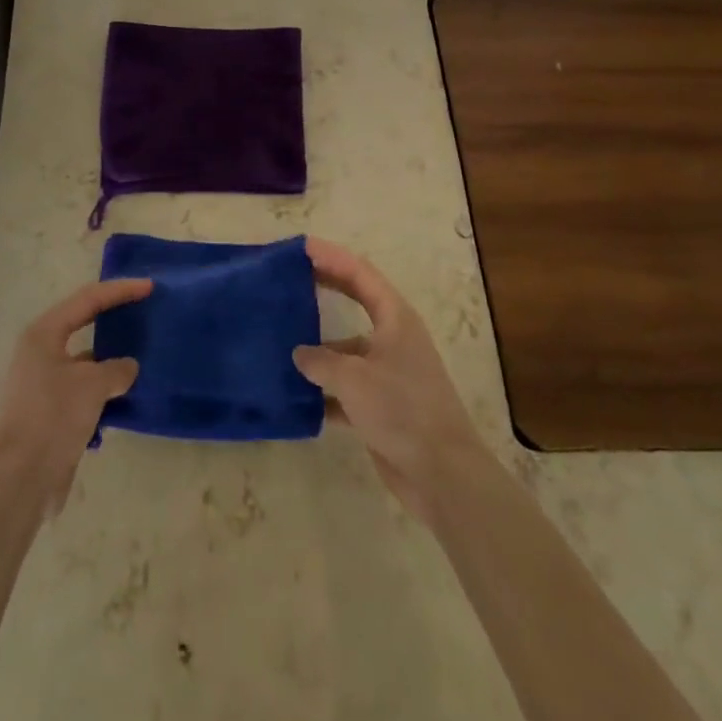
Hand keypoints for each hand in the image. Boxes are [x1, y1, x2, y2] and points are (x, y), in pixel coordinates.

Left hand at [0, 277, 152, 515]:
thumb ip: (116, 369)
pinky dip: (104, 389)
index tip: (149, 287)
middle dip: (114, 319)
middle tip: (145, 312)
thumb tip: (128, 367)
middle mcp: (40, 351)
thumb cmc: (53, 417)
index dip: (120, 290)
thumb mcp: (92, 385)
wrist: (20, 480)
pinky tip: (128, 395)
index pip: (88, 299)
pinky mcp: (49, 411)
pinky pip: (83, 389)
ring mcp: (43, 382)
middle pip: (83, 324)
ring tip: (143, 354)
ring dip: (111, 359)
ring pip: (85, 360)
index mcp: (44, 333)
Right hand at [293, 238, 487, 525]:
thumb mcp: (354, 378)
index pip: (360, 273)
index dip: (331, 256)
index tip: (301, 246)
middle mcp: (393, 338)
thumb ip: (321, 361)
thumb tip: (299, 355)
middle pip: (355, 301)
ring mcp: (388, 373)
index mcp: (395, 319)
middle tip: (289, 278)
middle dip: (324, 287)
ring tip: (279, 341)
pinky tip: (294, 394)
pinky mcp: (382, 406)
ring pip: (346, 348)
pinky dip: (323, 388)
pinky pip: (345, 387)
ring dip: (318, 347)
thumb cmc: (401, 410)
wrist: (442, 474)